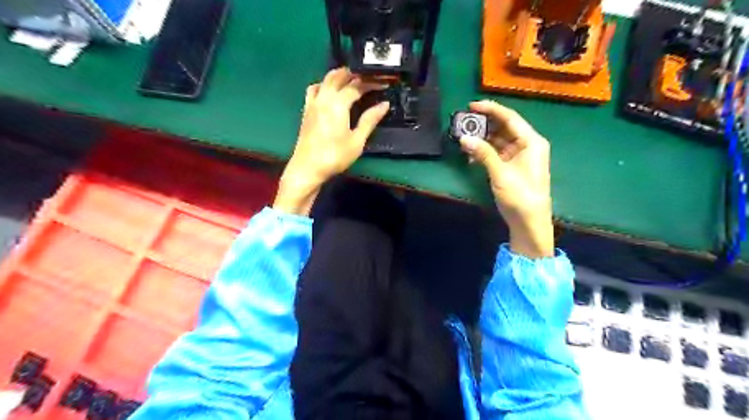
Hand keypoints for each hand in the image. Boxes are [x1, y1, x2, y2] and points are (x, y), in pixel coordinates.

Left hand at [274, 68, 388, 215]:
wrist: (308, 168)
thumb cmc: (335, 156)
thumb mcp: (357, 141)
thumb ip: (370, 120)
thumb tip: (384, 104)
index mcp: (338, 103)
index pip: (357, 85)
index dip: (372, 82)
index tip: (384, 82)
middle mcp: (324, 97)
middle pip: (340, 76)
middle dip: (356, 74)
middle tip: (370, 77)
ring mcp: (313, 102)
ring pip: (326, 79)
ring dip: (340, 75)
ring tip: (353, 80)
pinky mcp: (307, 109)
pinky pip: (315, 88)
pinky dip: (325, 84)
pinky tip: (330, 91)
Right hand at [456, 101, 554, 259]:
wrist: (529, 222)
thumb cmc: (520, 196)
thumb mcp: (500, 173)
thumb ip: (483, 153)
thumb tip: (463, 137)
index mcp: (531, 141)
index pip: (510, 118)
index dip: (491, 109)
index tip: (471, 105)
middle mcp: (527, 144)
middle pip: (504, 127)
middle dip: (484, 124)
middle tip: (463, 122)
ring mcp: (519, 156)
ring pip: (498, 140)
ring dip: (482, 139)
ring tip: (463, 137)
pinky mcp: (512, 166)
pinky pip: (496, 152)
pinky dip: (484, 152)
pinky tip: (471, 155)